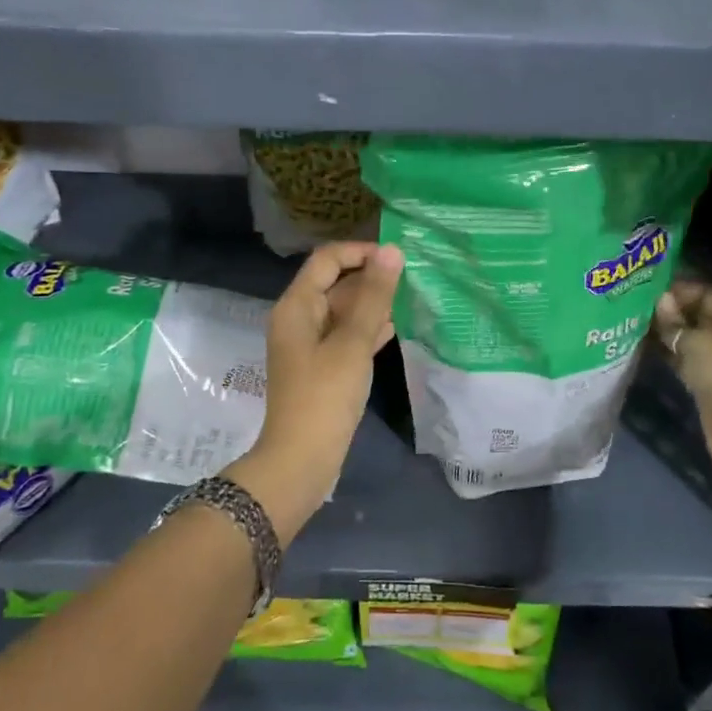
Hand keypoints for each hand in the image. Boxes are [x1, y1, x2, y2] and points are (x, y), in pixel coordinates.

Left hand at [224, 240, 403, 538]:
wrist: (303, 459)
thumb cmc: (325, 396)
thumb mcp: (352, 343)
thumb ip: (373, 296)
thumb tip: (392, 251)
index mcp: (297, 306)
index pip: (327, 259)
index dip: (361, 252)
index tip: (398, 259)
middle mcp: (300, 319)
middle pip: (336, 283)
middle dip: (371, 278)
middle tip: (414, 277)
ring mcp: (311, 345)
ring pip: (345, 311)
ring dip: (374, 303)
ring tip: (412, 297)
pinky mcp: (324, 367)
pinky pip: (347, 336)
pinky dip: (369, 329)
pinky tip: (397, 327)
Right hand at [652, 279, 711, 477]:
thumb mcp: (701, 345)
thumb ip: (676, 323)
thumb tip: (659, 300)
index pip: (707, 293)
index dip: (679, 289)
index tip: (647, 286)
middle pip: (697, 315)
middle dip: (669, 309)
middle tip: (633, 301)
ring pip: (687, 338)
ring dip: (664, 331)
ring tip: (631, 319)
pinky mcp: (705, 382)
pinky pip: (682, 359)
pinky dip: (665, 352)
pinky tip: (640, 344)